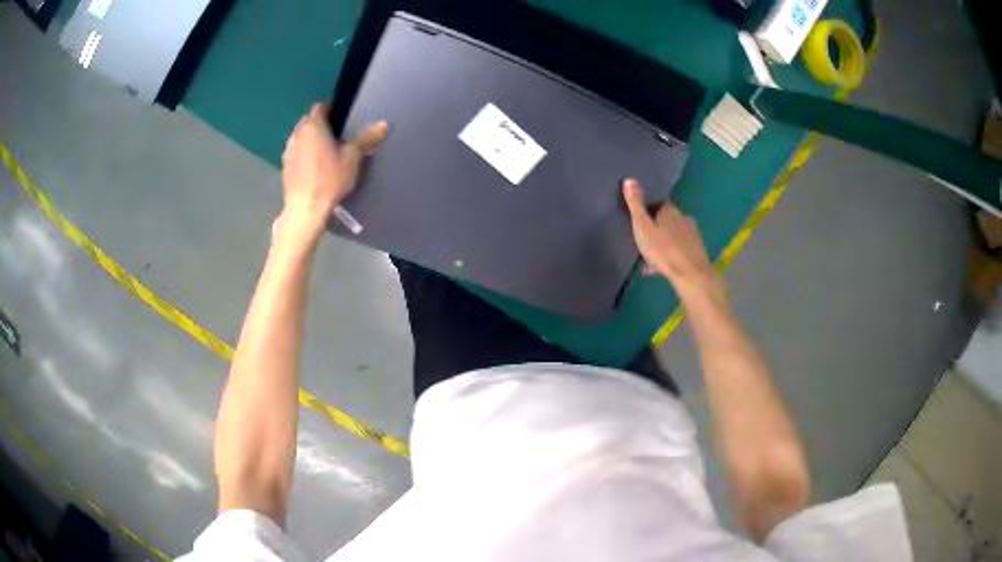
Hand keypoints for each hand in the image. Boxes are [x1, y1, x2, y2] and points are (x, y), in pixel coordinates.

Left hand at [279, 103, 386, 232]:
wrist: (306, 209)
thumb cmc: (330, 179)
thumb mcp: (353, 157)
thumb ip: (366, 138)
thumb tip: (383, 123)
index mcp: (313, 125)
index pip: (321, 106)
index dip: (332, 108)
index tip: (342, 117)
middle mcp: (297, 133)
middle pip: (309, 121)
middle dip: (321, 123)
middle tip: (336, 134)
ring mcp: (288, 150)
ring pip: (301, 136)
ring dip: (311, 139)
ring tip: (325, 150)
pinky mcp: (284, 166)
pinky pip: (296, 152)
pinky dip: (304, 153)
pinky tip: (314, 166)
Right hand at [622, 179, 724, 302]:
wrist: (691, 275)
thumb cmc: (664, 250)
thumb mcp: (643, 227)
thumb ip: (636, 205)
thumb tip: (630, 179)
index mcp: (670, 211)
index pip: (659, 203)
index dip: (648, 209)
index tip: (640, 217)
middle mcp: (684, 218)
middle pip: (667, 219)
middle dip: (656, 227)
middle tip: (643, 238)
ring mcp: (692, 235)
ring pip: (673, 236)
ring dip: (663, 242)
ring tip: (649, 256)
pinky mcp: (697, 251)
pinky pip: (679, 250)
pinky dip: (670, 255)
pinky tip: (659, 268)